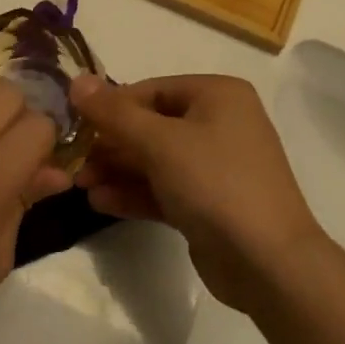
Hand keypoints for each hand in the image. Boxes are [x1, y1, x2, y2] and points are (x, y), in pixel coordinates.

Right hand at [70, 74, 328, 312]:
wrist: (269, 262)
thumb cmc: (216, 183)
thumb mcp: (159, 142)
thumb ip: (114, 113)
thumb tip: (76, 80)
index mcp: (217, 95)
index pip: (150, 90)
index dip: (110, 107)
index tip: (75, 126)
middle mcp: (220, 123)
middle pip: (151, 126)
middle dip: (111, 145)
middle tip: (75, 164)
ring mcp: (216, 165)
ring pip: (156, 160)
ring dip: (118, 171)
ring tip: (80, 186)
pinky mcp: (210, 203)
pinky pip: (165, 188)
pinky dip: (135, 193)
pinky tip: (100, 203)